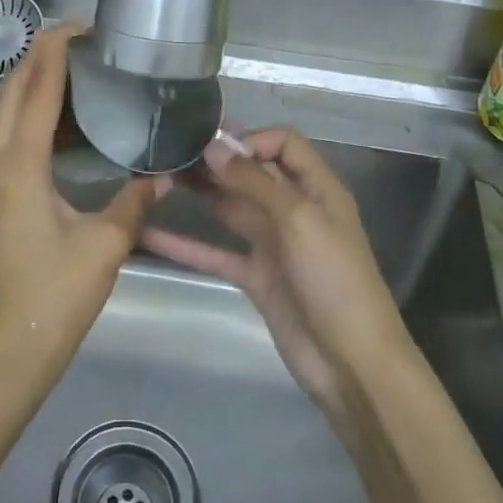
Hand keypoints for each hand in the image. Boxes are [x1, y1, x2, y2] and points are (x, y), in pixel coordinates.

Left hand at [0, 24, 168, 394]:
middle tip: (83, 40)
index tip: (81, 25)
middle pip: (13, 93)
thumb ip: (135, 201)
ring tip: (79, 69)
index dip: (55, 52)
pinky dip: (34, 116)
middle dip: (41, 59)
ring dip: (36, 85)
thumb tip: (163, 175)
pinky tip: (67, 121)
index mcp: (19, 166)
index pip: (35, 92)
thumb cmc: (56, 295)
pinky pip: (11, 139)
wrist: (11, 349)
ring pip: (7, 115)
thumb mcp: (105, 245)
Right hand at [140, 129, 410, 435]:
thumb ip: (256, 182)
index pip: (283, 144)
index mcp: (317, 189)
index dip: (250, 139)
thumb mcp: (300, 221)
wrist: (351, 362)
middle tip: (171, 155)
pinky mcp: (256, 276)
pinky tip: (151, 236)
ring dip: (201, 195)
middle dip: (217, 163)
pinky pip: (217, 253)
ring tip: (157, 180)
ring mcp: (274, 244)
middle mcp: (295, 209)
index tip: (212, 148)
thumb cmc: (334, 280)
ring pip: (232, 209)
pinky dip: (187, 245)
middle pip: (253, 174)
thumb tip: (214, 146)